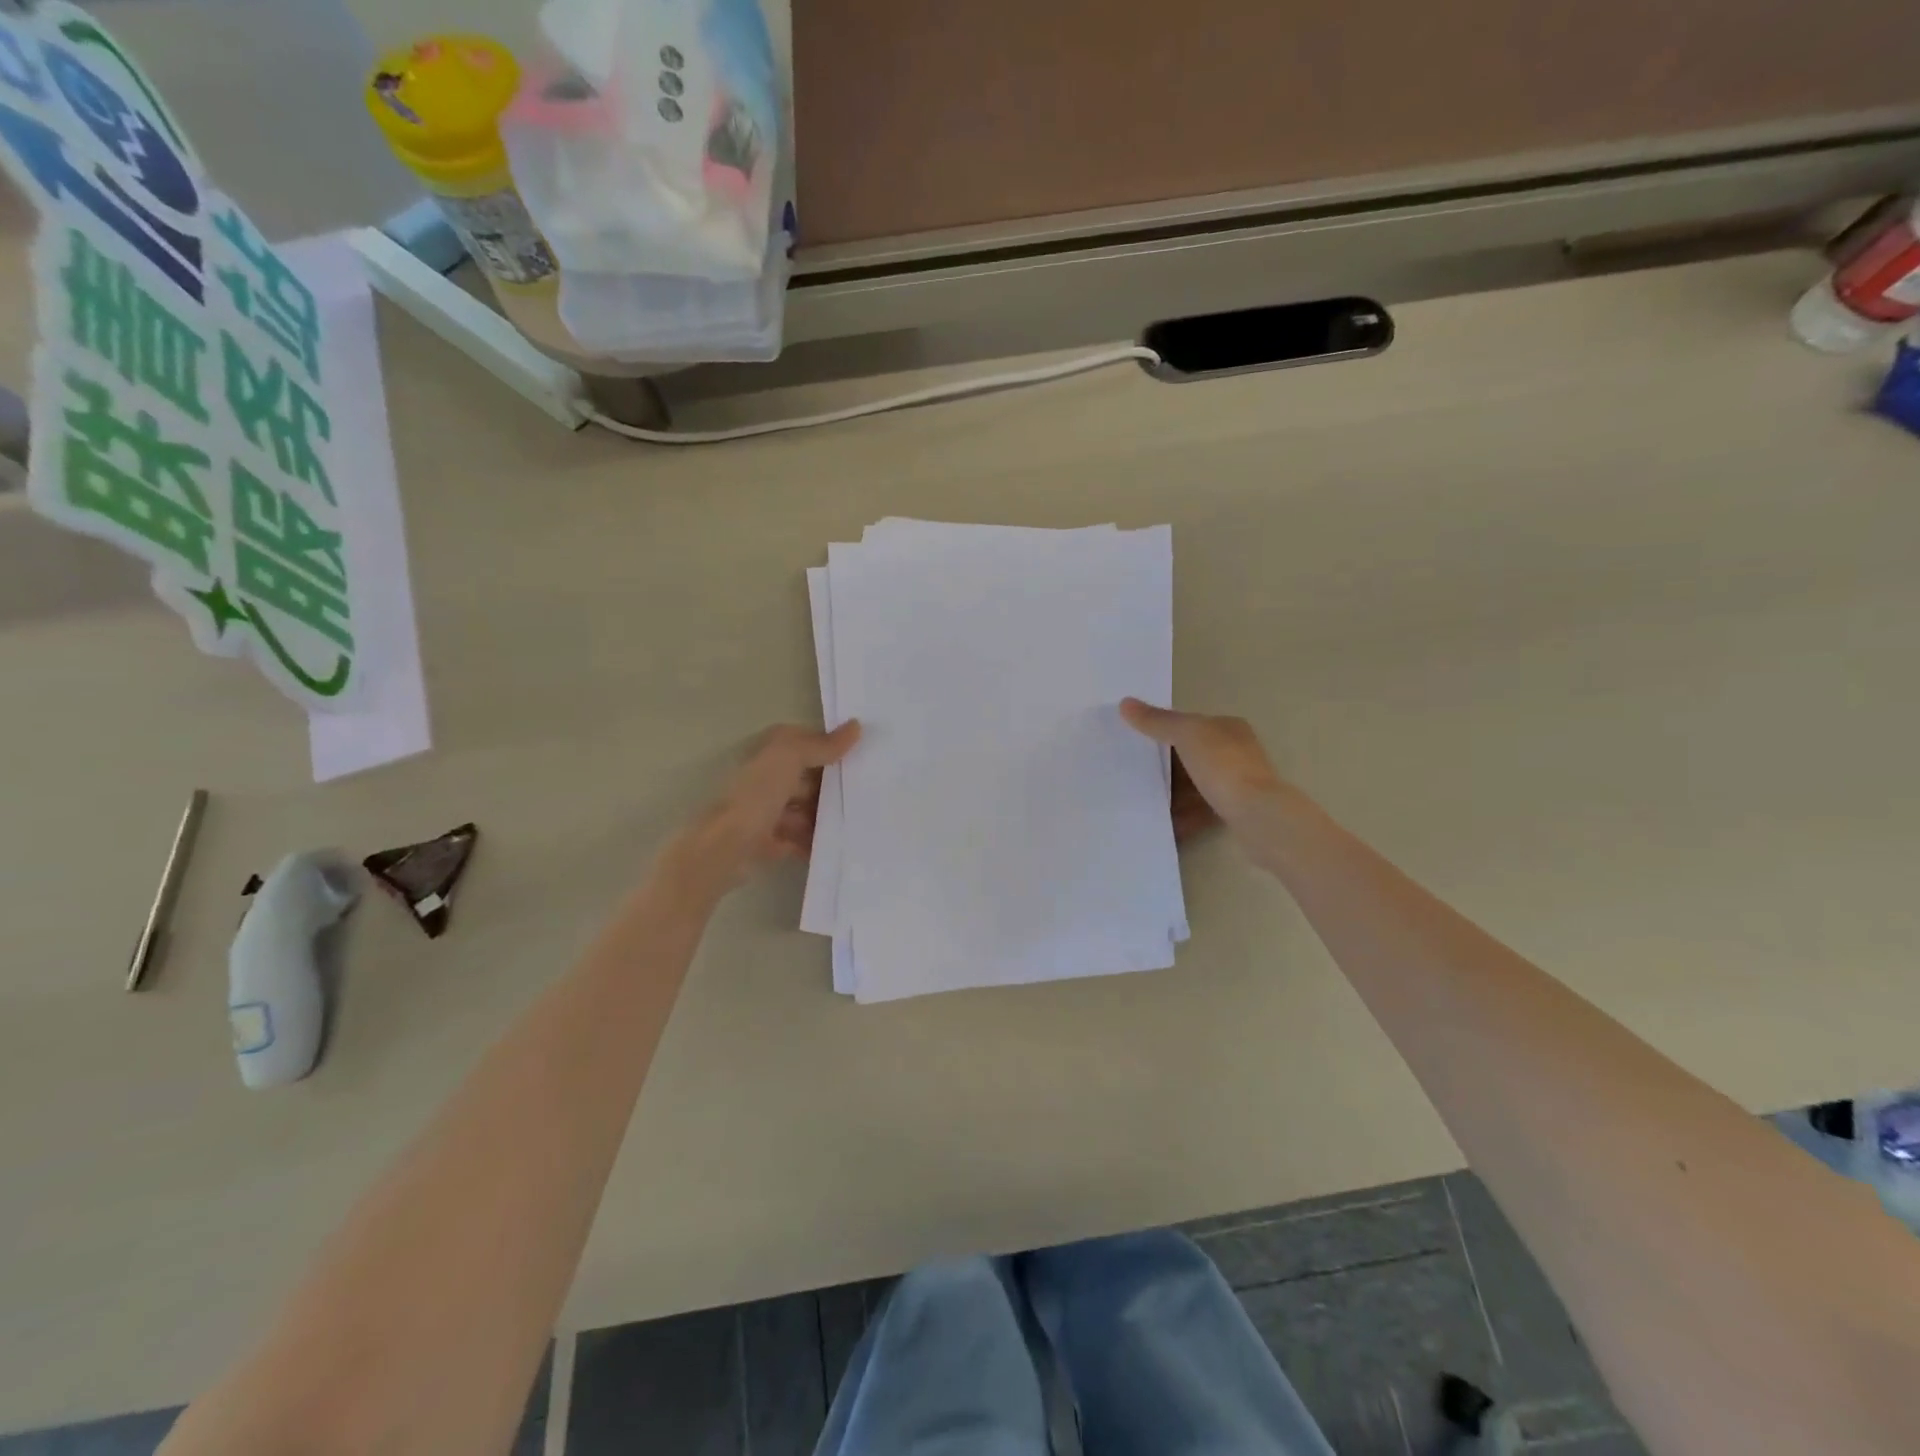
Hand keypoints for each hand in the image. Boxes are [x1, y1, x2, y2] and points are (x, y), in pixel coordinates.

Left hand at [666, 722, 861, 893]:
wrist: (722, 848)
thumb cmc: (755, 795)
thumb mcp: (790, 758)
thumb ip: (822, 744)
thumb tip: (856, 726)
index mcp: (769, 751)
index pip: (808, 742)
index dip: (833, 747)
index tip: (865, 757)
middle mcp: (765, 775)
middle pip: (809, 777)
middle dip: (833, 786)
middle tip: (867, 794)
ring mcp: (764, 809)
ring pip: (805, 808)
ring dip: (825, 816)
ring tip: (855, 824)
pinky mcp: (766, 839)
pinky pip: (798, 837)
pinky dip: (814, 841)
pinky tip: (836, 846)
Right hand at [1122, 699, 1284, 832]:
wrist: (1256, 814)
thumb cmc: (1223, 765)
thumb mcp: (1186, 734)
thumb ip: (1157, 721)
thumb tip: (1125, 703)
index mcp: (1229, 728)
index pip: (1192, 723)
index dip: (1165, 729)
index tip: (1139, 742)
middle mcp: (1237, 751)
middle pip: (1192, 755)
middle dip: (1167, 764)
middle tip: (1135, 771)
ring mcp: (1238, 783)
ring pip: (1196, 784)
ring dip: (1173, 791)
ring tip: (1144, 797)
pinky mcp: (1235, 811)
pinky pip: (1201, 809)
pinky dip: (1183, 814)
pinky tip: (1164, 820)